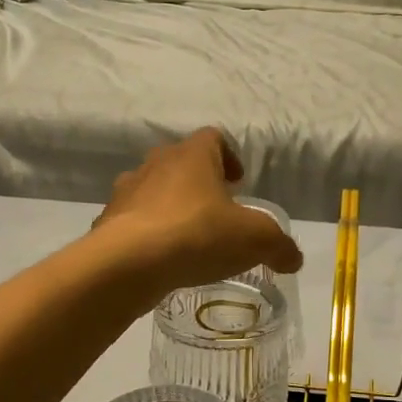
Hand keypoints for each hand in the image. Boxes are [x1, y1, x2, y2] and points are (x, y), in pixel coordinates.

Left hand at [93, 128, 303, 298]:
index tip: (238, 182)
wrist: (127, 264)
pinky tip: (160, 259)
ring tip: (187, 237)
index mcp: (192, 156)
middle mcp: (156, 164)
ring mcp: (126, 192)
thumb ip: (279, 246)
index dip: (229, 156)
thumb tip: (294, 258)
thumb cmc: (197, 235)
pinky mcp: (108, 222)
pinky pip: (132, 221)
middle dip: (199, 183)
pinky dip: (147, 233)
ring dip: (170, 206)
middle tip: (216, 210)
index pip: (213, 138)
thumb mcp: (254, 241)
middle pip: (180, 162)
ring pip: (152, 191)